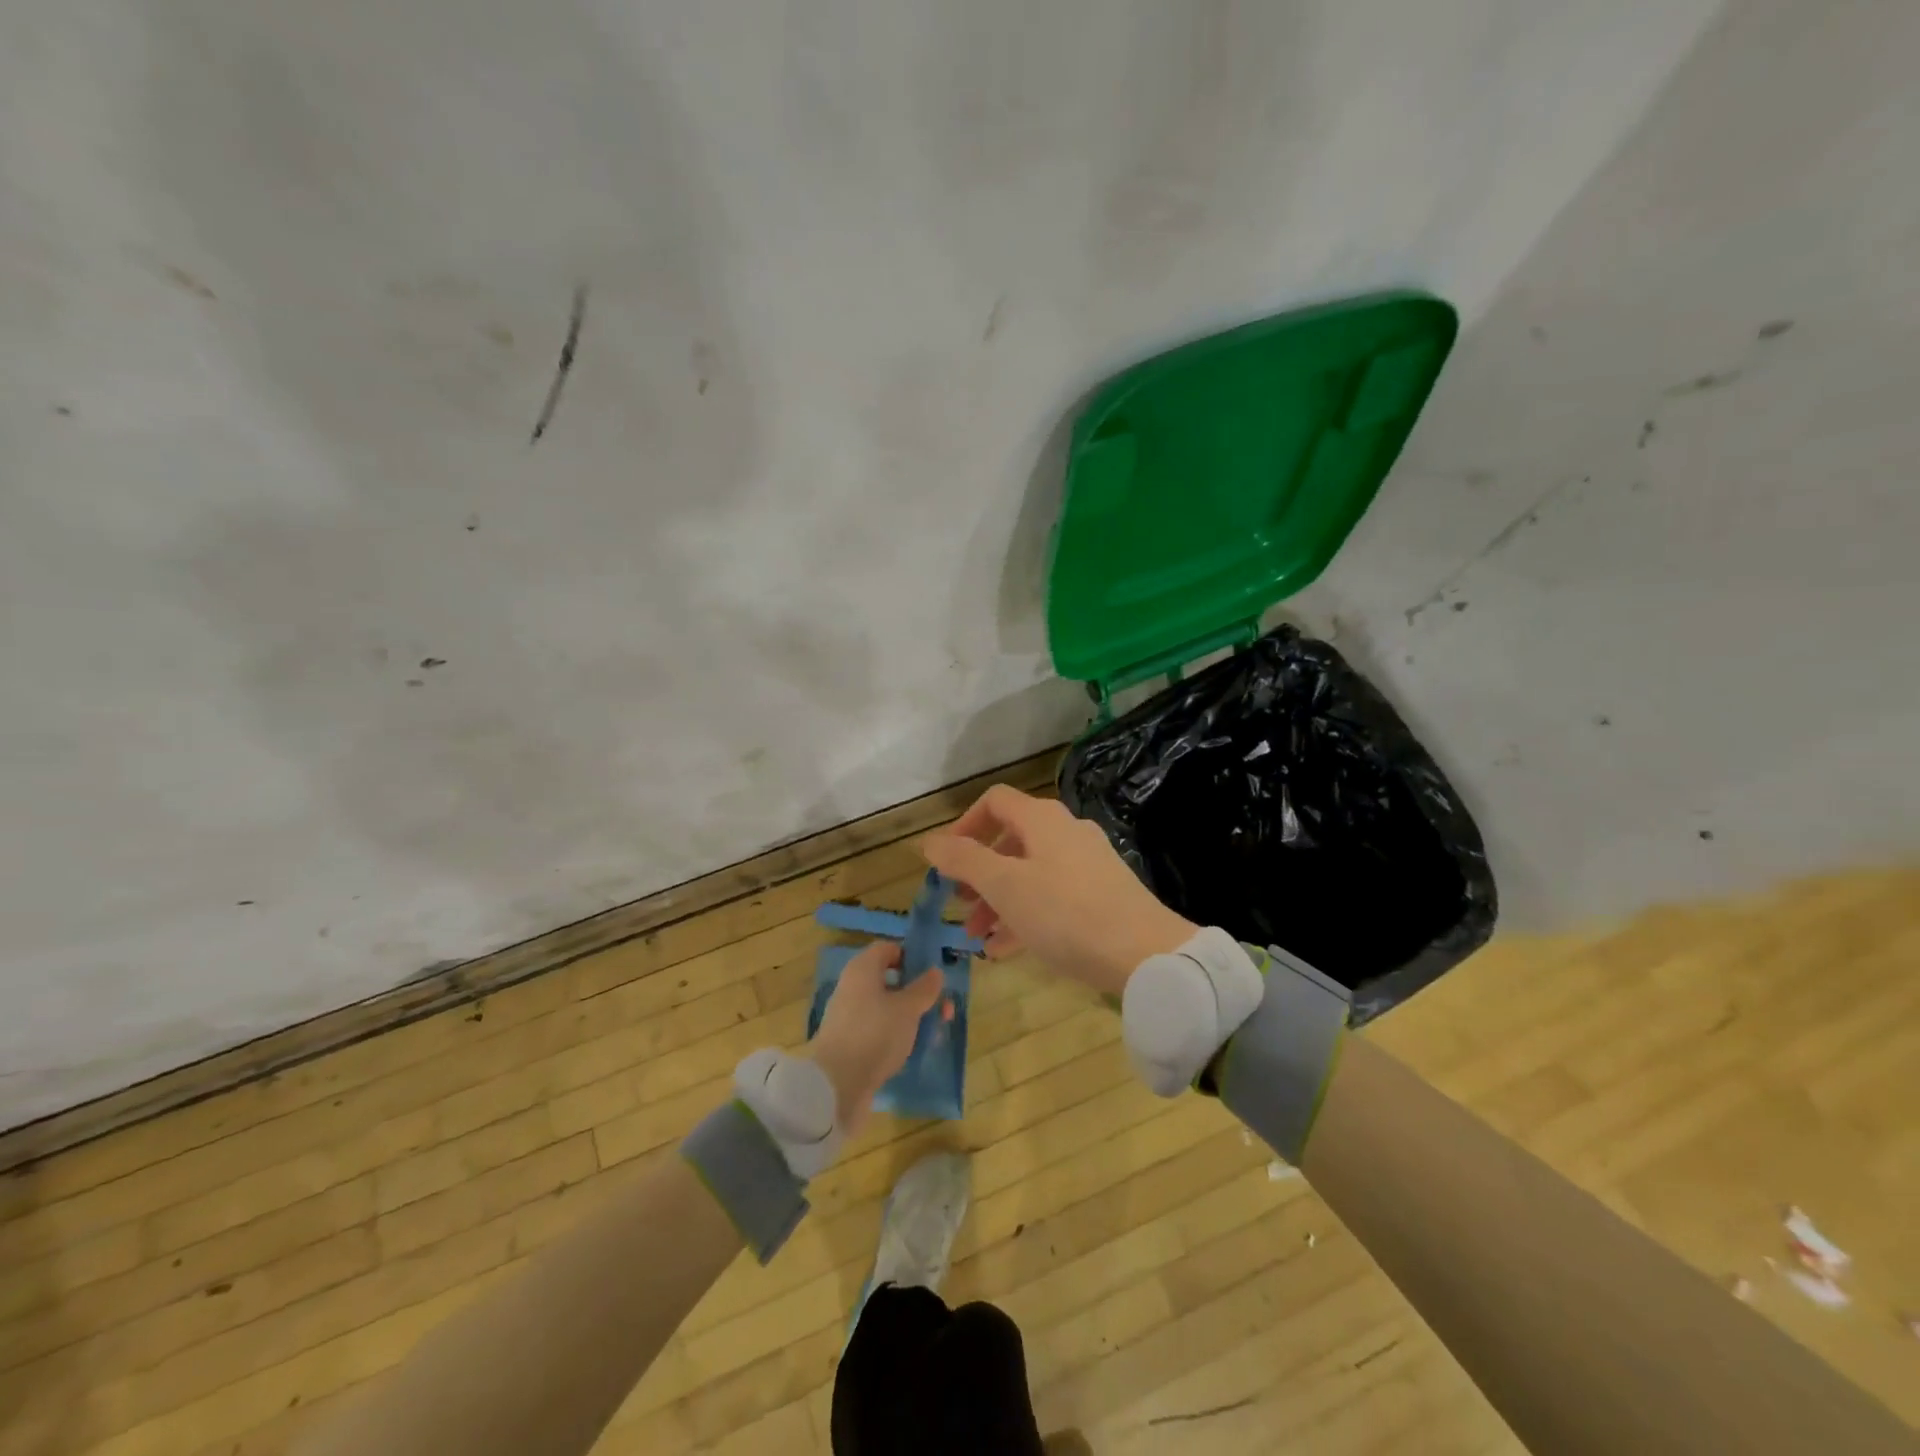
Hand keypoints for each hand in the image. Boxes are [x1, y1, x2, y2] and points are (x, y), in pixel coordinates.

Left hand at [807, 940, 944, 1132]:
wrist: (836, 1085)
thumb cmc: (875, 1034)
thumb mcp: (908, 1009)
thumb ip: (924, 989)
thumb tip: (934, 972)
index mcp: (862, 969)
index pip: (888, 949)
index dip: (911, 956)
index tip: (932, 974)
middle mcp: (852, 987)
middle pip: (889, 979)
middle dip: (917, 992)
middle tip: (942, 1007)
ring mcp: (849, 1016)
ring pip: (886, 1007)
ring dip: (910, 1015)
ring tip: (934, 1032)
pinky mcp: (849, 1043)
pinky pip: (878, 1029)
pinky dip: (896, 1034)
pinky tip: (912, 1049)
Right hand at [921, 785, 1196, 996]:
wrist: (1146, 953)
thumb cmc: (1065, 913)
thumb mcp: (1005, 886)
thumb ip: (964, 860)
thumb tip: (929, 841)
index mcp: (1043, 820)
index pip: (995, 802)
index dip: (964, 825)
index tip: (946, 862)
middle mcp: (1066, 832)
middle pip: (1011, 840)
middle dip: (979, 873)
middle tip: (961, 905)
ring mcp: (1087, 864)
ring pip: (1030, 873)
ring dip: (999, 900)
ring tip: (978, 936)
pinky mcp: (1102, 894)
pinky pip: (1052, 897)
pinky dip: (1026, 915)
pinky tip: (1008, 949)